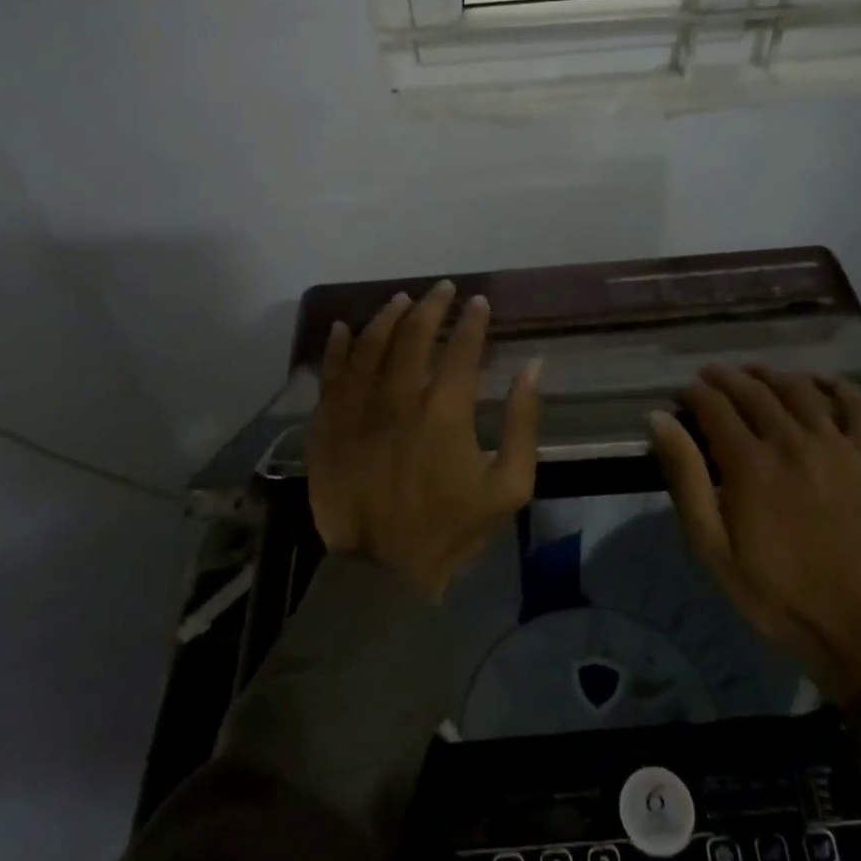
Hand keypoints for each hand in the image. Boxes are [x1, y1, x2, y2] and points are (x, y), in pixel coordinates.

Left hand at [308, 280, 541, 601]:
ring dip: (387, 317)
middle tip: (442, 290)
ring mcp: (355, 411)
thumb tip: (533, 369)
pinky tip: (345, 328)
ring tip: (401, 301)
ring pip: (368, 346)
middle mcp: (396, 400)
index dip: (473, 321)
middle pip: (412, 336)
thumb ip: (524, 424)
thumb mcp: (510, 487)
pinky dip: (337, 347)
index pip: (461, 349)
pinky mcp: (326, 427)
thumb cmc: (451, 530)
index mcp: (444, 413)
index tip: (479, 302)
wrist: (382, 571)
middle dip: (431, 306)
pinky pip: (329, 376)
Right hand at [648, 367, 860, 708]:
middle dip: (727, 378)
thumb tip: (658, 419)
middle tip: (711, 377)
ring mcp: (839, 446)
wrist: (858, 627)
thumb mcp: (710, 545)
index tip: (683, 394)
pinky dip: (837, 385)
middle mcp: (793, 442)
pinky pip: (858, 405)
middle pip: (755, 391)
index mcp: (750, 463)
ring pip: (801, 390)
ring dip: (772, 375)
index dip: (695, 393)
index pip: (715, 406)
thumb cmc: (773, 591)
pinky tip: (820, 382)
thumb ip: (685, 477)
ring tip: (755, 375)